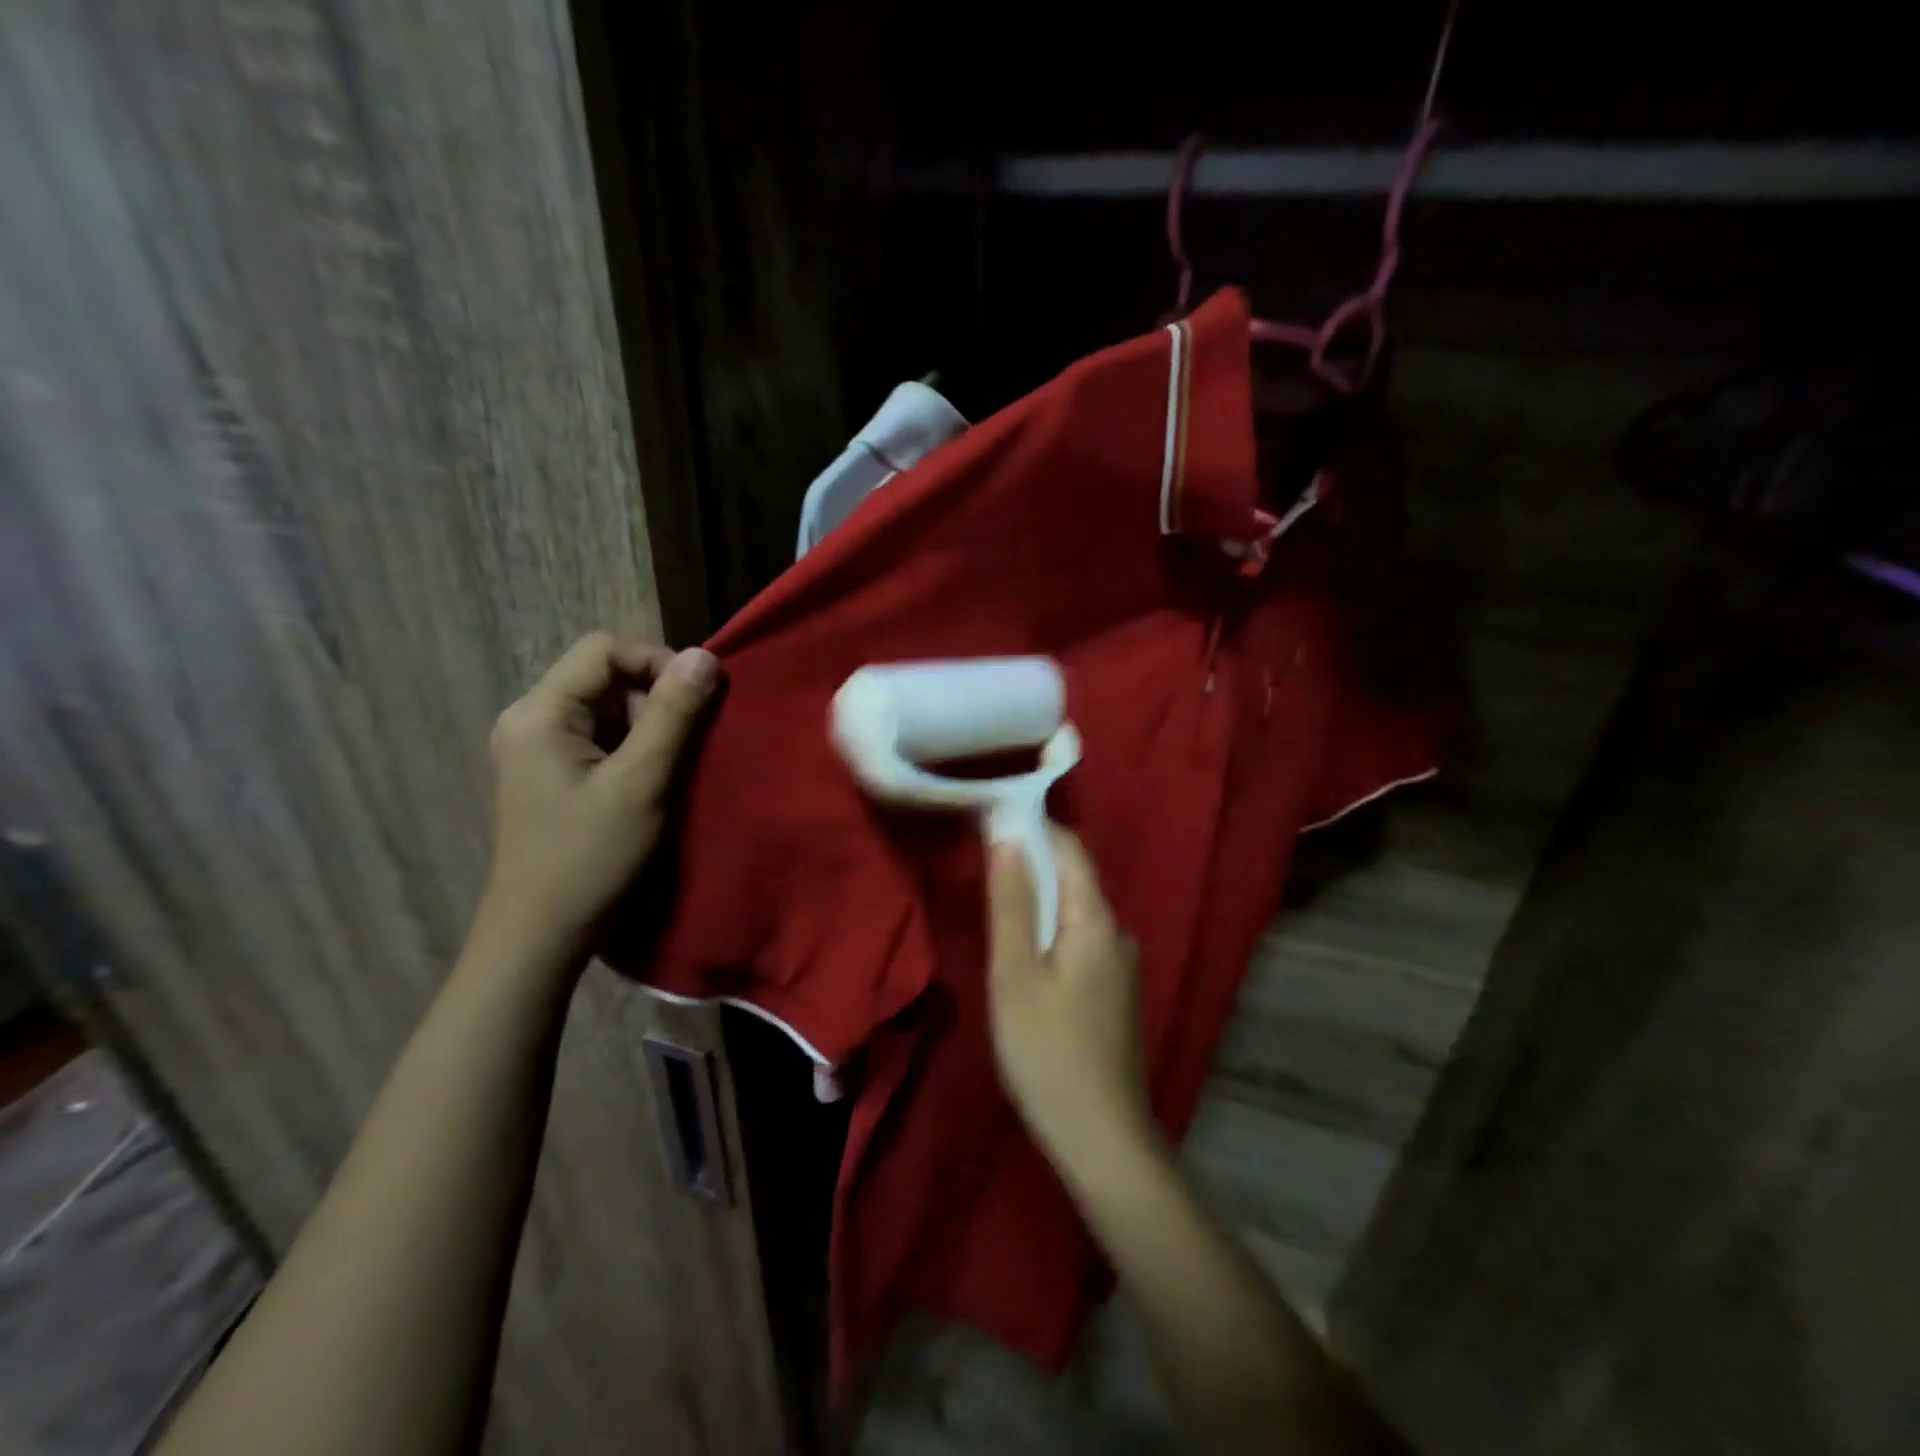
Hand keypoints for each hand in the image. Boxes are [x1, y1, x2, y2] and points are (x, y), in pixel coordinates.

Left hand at [472, 632, 719, 968]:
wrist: (542, 935)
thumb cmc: (590, 858)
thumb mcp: (641, 782)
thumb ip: (672, 715)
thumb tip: (704, 656)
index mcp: (540, 713)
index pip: (604, 650)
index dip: (657, 662)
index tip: (697, 700)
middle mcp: (531, 720)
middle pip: (605, 676)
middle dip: (655, 697)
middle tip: (688, 741)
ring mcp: (538, 748)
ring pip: (607, 707)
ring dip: (648, 724)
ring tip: (672, 765)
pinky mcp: (551, 773)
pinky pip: (601, 736)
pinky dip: (633, 746)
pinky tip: (651, 779)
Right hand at [987, 828, 1154, 1171]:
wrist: (1101, 1137)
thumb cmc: (1047, 1050)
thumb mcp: (1015, 972)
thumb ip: (1011, 901)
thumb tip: (1007, 835)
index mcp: (1096, 920)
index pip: (1069, 847)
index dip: (1033, 827)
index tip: (991, 821)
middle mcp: (1117, 932)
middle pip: (1074, 878)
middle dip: (1031, 863)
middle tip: (982, 867)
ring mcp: (1121, 965)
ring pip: (1075, 912)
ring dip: (1038, 900)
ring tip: (996, 909)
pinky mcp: (1115, 993)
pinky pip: (1080, 941)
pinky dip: (1050, 932)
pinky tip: (1026, 956)